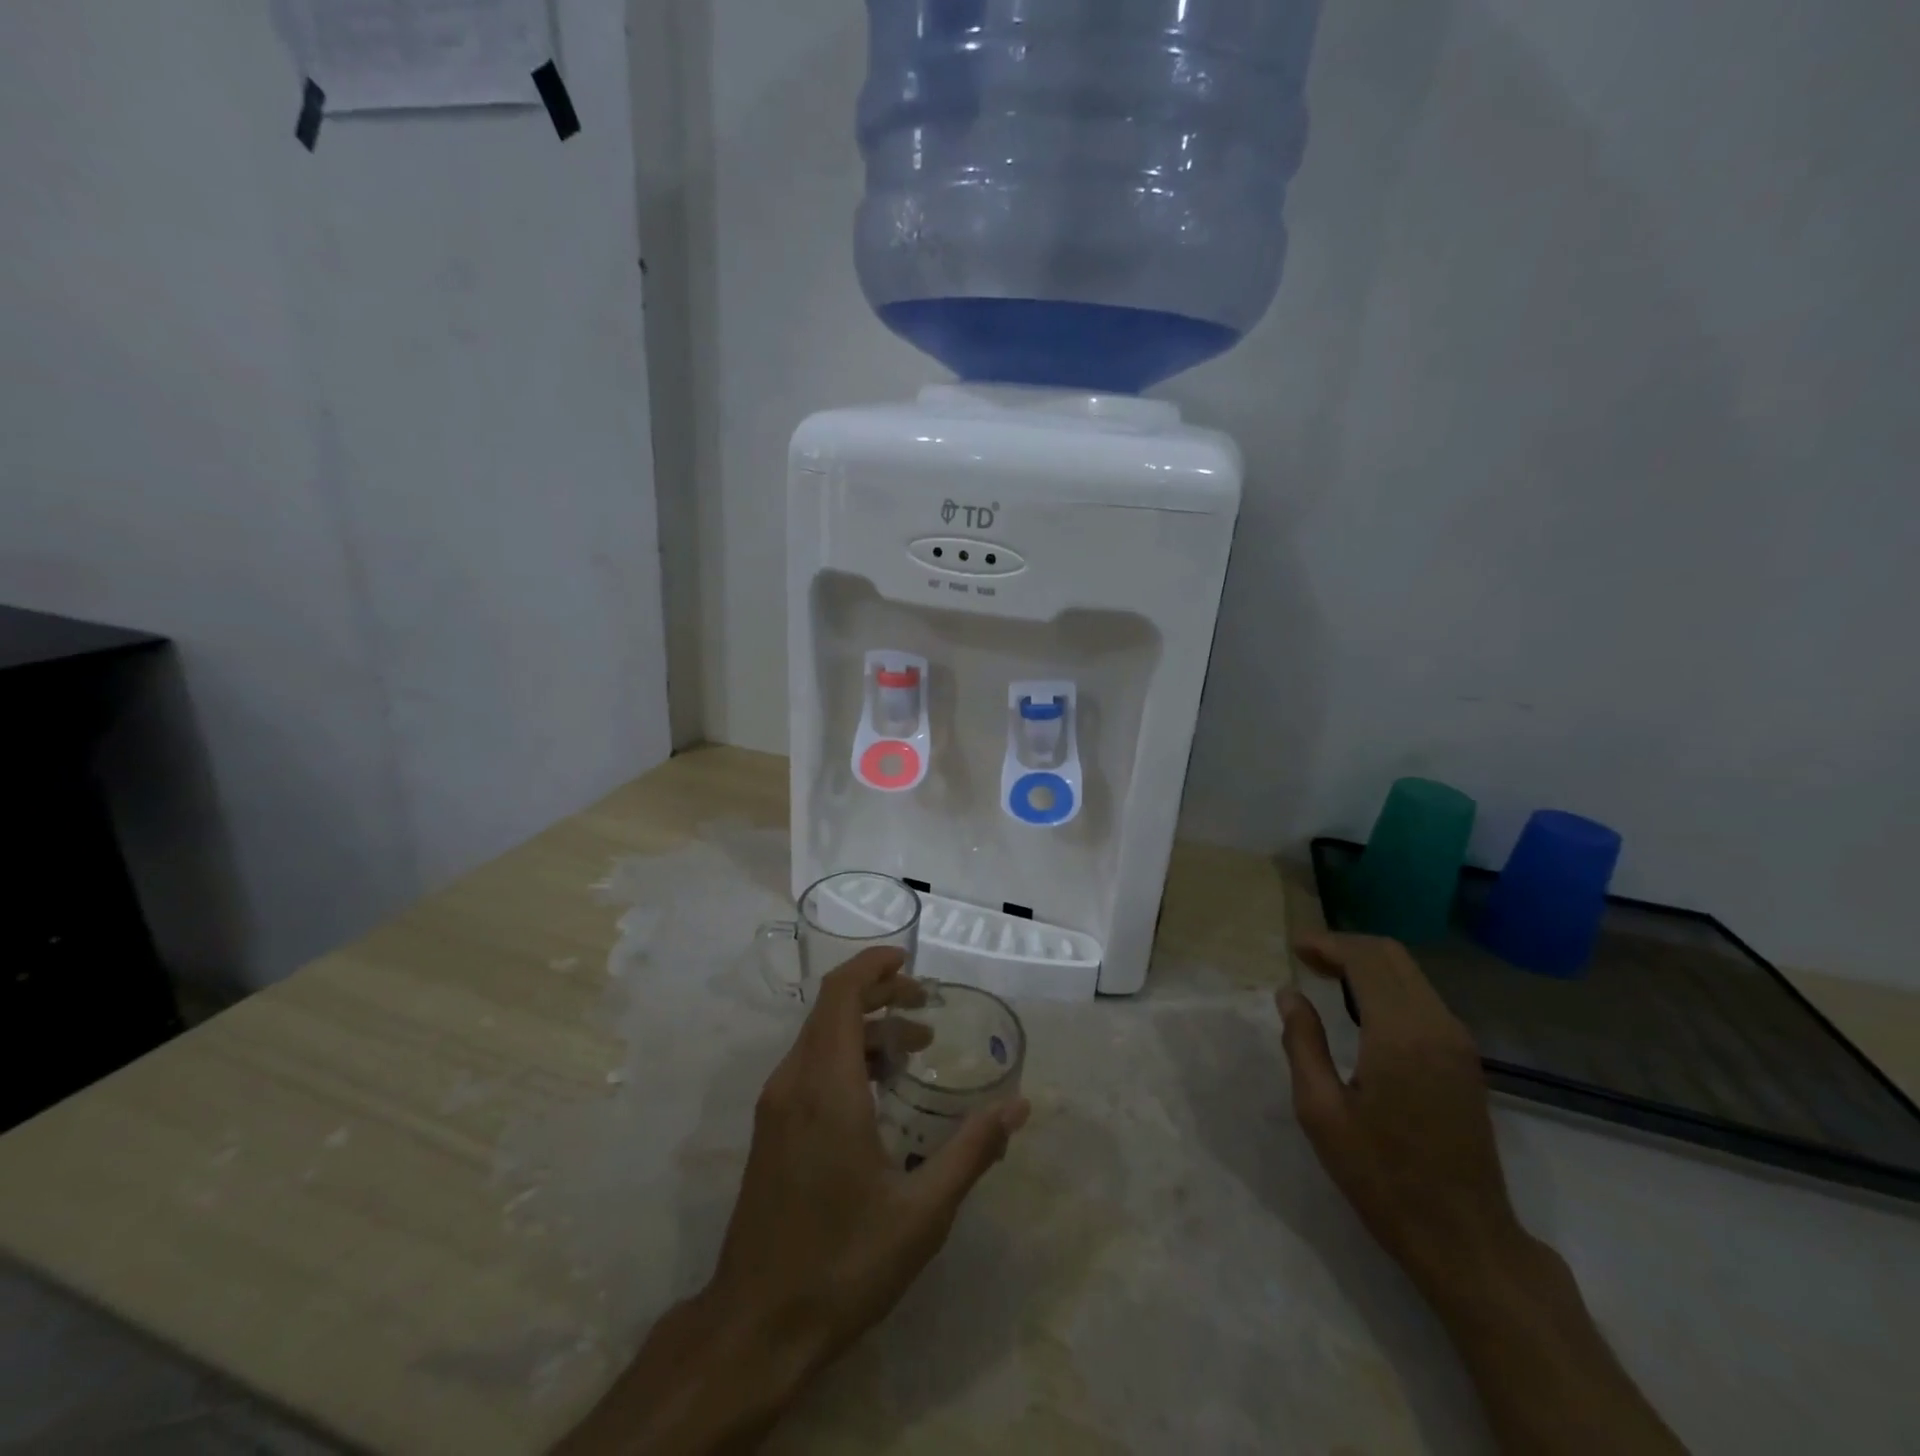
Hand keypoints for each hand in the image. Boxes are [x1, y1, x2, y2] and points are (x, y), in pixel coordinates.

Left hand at [559, 948, 1028, 1454]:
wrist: (755, 1327)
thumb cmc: (842, 1265)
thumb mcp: (922, 1214)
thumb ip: (972, 1151)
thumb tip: (1018, 1106)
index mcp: (826, 1088)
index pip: (840, 994)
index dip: (873, 965)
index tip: (911, 961)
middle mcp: (793, 1082)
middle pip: (831, 1008)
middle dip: (880, 994)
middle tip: (926, 1008)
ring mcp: (776, 1105)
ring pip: (820, 1036)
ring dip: (866, 1028)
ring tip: (914, 1049)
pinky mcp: (771, 1128)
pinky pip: (810, 1064)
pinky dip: (847, 1055)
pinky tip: (879, 1090)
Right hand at [1277, 933, 1526, 1306]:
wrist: (1465, 1239)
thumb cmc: (1382, 1177)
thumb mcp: (1321, 1112)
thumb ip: (1302, 1043)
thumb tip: (1290, 994)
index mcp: (1400, 1035)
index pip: (1365, 960)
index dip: (1327, 944)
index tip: (1293, 947)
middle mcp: (1436, 1026)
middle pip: (1392, 956)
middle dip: (1346, 946)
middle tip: (1306, 957)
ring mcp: (1458, 1043)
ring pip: (1410, 974)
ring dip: (1367, 964)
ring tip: (1325, 975)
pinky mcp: (1465, 1060)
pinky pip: (1423, 998)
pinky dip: (1387, 985)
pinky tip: (1359, 1006)